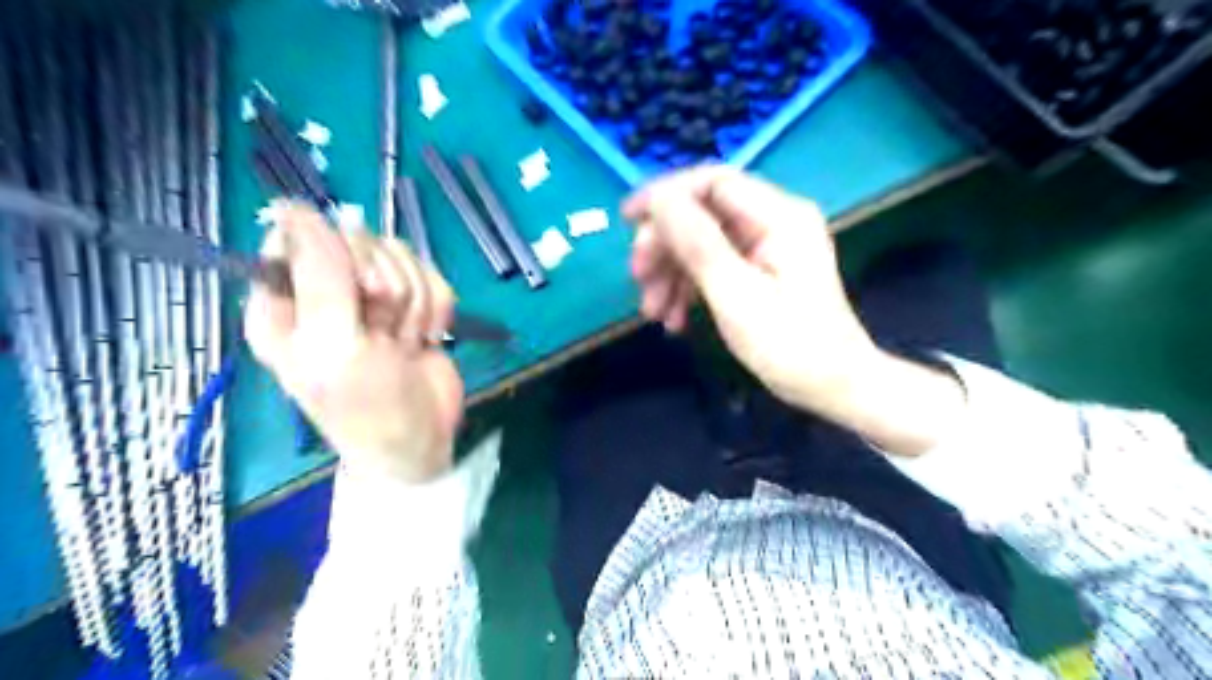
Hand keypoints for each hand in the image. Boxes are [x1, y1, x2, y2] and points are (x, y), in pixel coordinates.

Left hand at [241, 202, 461, 482]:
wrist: (422, 437)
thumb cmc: (366, 404)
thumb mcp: (334, 343)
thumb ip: (319, 275)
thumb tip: (292, 206)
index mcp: (284, 300)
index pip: (304, 235)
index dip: (340, 255)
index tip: (361, 291)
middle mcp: (325, 290)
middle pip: (363, 240)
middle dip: (387, 287)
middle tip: (384, 329)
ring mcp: (373, 295)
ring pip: (403, 257)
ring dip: (414, 304)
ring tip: (404, 342)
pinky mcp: (413, 303)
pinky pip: (432, 276)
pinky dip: (436, 309)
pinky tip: (425, 339)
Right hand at [630, 166, 877, 415]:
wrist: (834, 388)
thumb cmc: (790, 345)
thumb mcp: (736, 294)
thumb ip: (697, 243)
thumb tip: (659, 198)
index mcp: (778, 216)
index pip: (712, 182)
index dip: (666, 195)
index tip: (628, 220)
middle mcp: (773, 221)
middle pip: (703, 214)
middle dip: (665, 245)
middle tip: (638, 279)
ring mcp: (767, 247)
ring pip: (703, 243)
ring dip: (672, 273)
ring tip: (652, 312)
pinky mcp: (760, 272)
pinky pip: (715, 267)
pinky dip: (689, 288)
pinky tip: (674, 319)